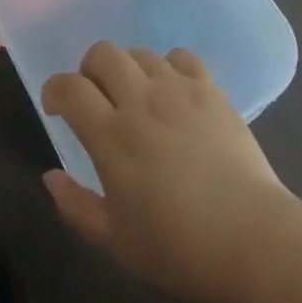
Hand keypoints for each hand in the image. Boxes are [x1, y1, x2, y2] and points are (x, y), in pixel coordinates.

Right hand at [41, 42, 294, 302]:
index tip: (56, 106)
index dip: (55, 89)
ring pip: (140, 52)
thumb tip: (50, 176)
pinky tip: (172, 92)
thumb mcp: (116, 242)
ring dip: (128, 68)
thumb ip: (76, 206)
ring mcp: (178, 89)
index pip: (70, 88)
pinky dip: (168, 67)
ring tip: (135, 96)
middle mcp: (141, 100)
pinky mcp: (210, 88)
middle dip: (89, 69)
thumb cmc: (178, 250)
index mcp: (112, 136)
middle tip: (95, 97)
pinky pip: (180, 56)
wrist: (251, 240)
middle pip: (103, 53)